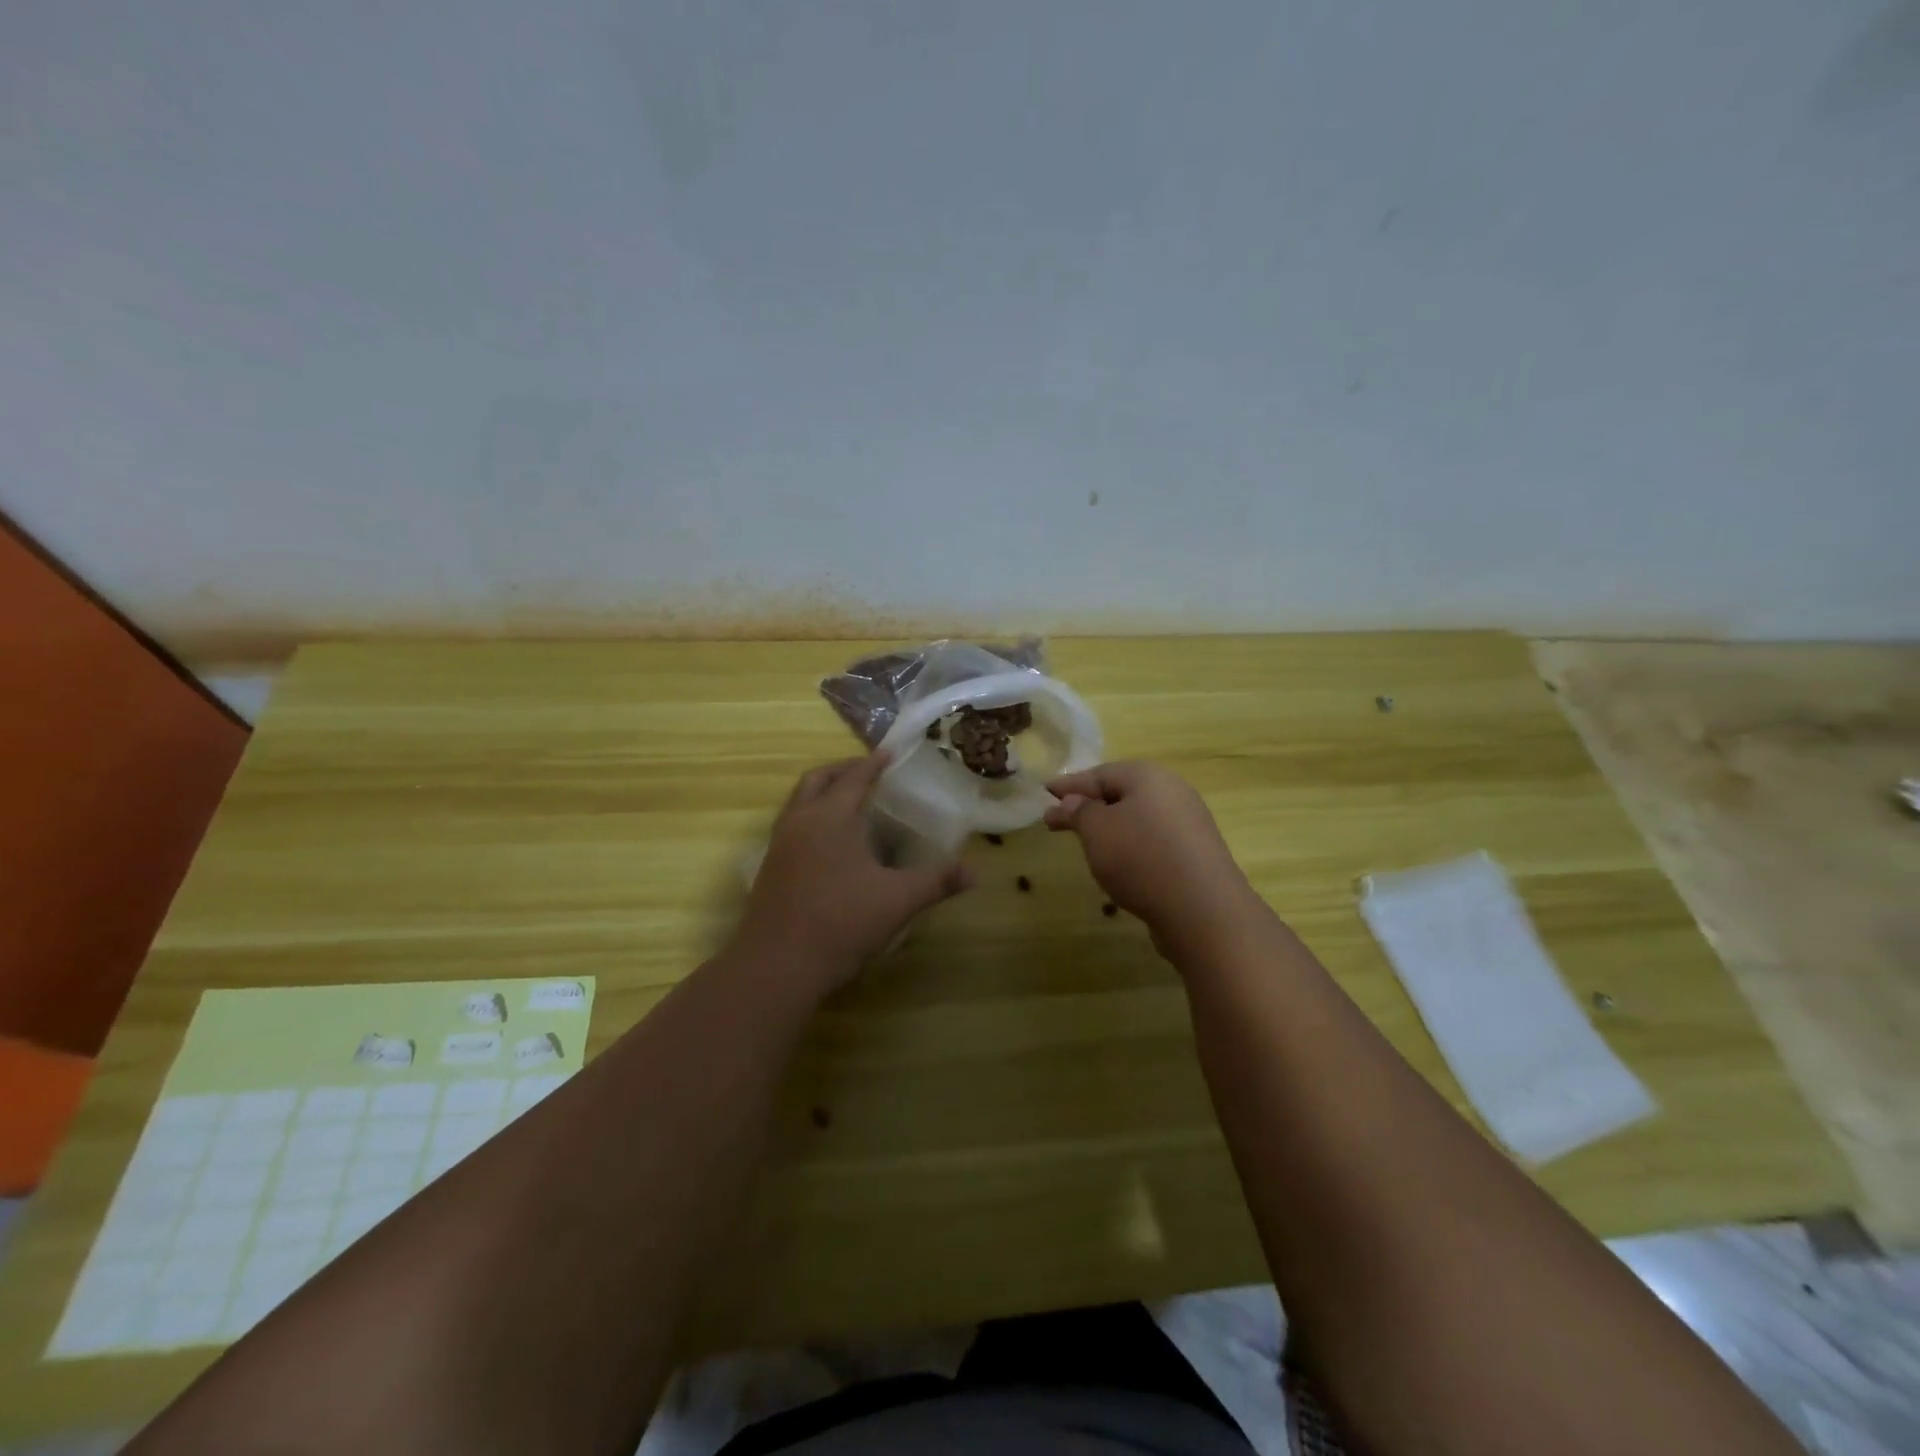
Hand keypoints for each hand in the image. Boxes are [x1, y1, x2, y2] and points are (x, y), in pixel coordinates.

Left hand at [733, 753, 974, 991]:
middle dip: (842, 771)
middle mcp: (800, 822)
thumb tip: (976, 872)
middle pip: (817, 780)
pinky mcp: (768, 869)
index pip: (854, 778)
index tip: (889, 753)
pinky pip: (790, 826)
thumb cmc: (841, 923)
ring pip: (798, 802)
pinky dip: (809, 818)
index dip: (874, 764)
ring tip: (847, 803)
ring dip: (822, 793)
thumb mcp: (898, 901)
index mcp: (831, 817)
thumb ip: (937, 882)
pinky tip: (828, 845)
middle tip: (867, 772)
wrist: (777, 966)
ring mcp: (779, 845)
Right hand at [1045, 761, 1269, 959]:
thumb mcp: (1096, 830)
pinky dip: (1132, 847)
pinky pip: (1154, 841)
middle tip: (1059, 820)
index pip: (1099, 773)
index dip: (1069, 785)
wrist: (1203, 911)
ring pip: (1138, 818)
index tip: (1044, 792)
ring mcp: (1189, 824)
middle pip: (1122, 793)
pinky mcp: (1196, 854)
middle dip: (1089, 806)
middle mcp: (1172, 792)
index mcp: (1147, 776)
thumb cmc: (1141, 858)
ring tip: (1087, 844)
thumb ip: (1079, 811)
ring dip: (1111, 827)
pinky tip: (1121, 865)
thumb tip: (1071, 801)